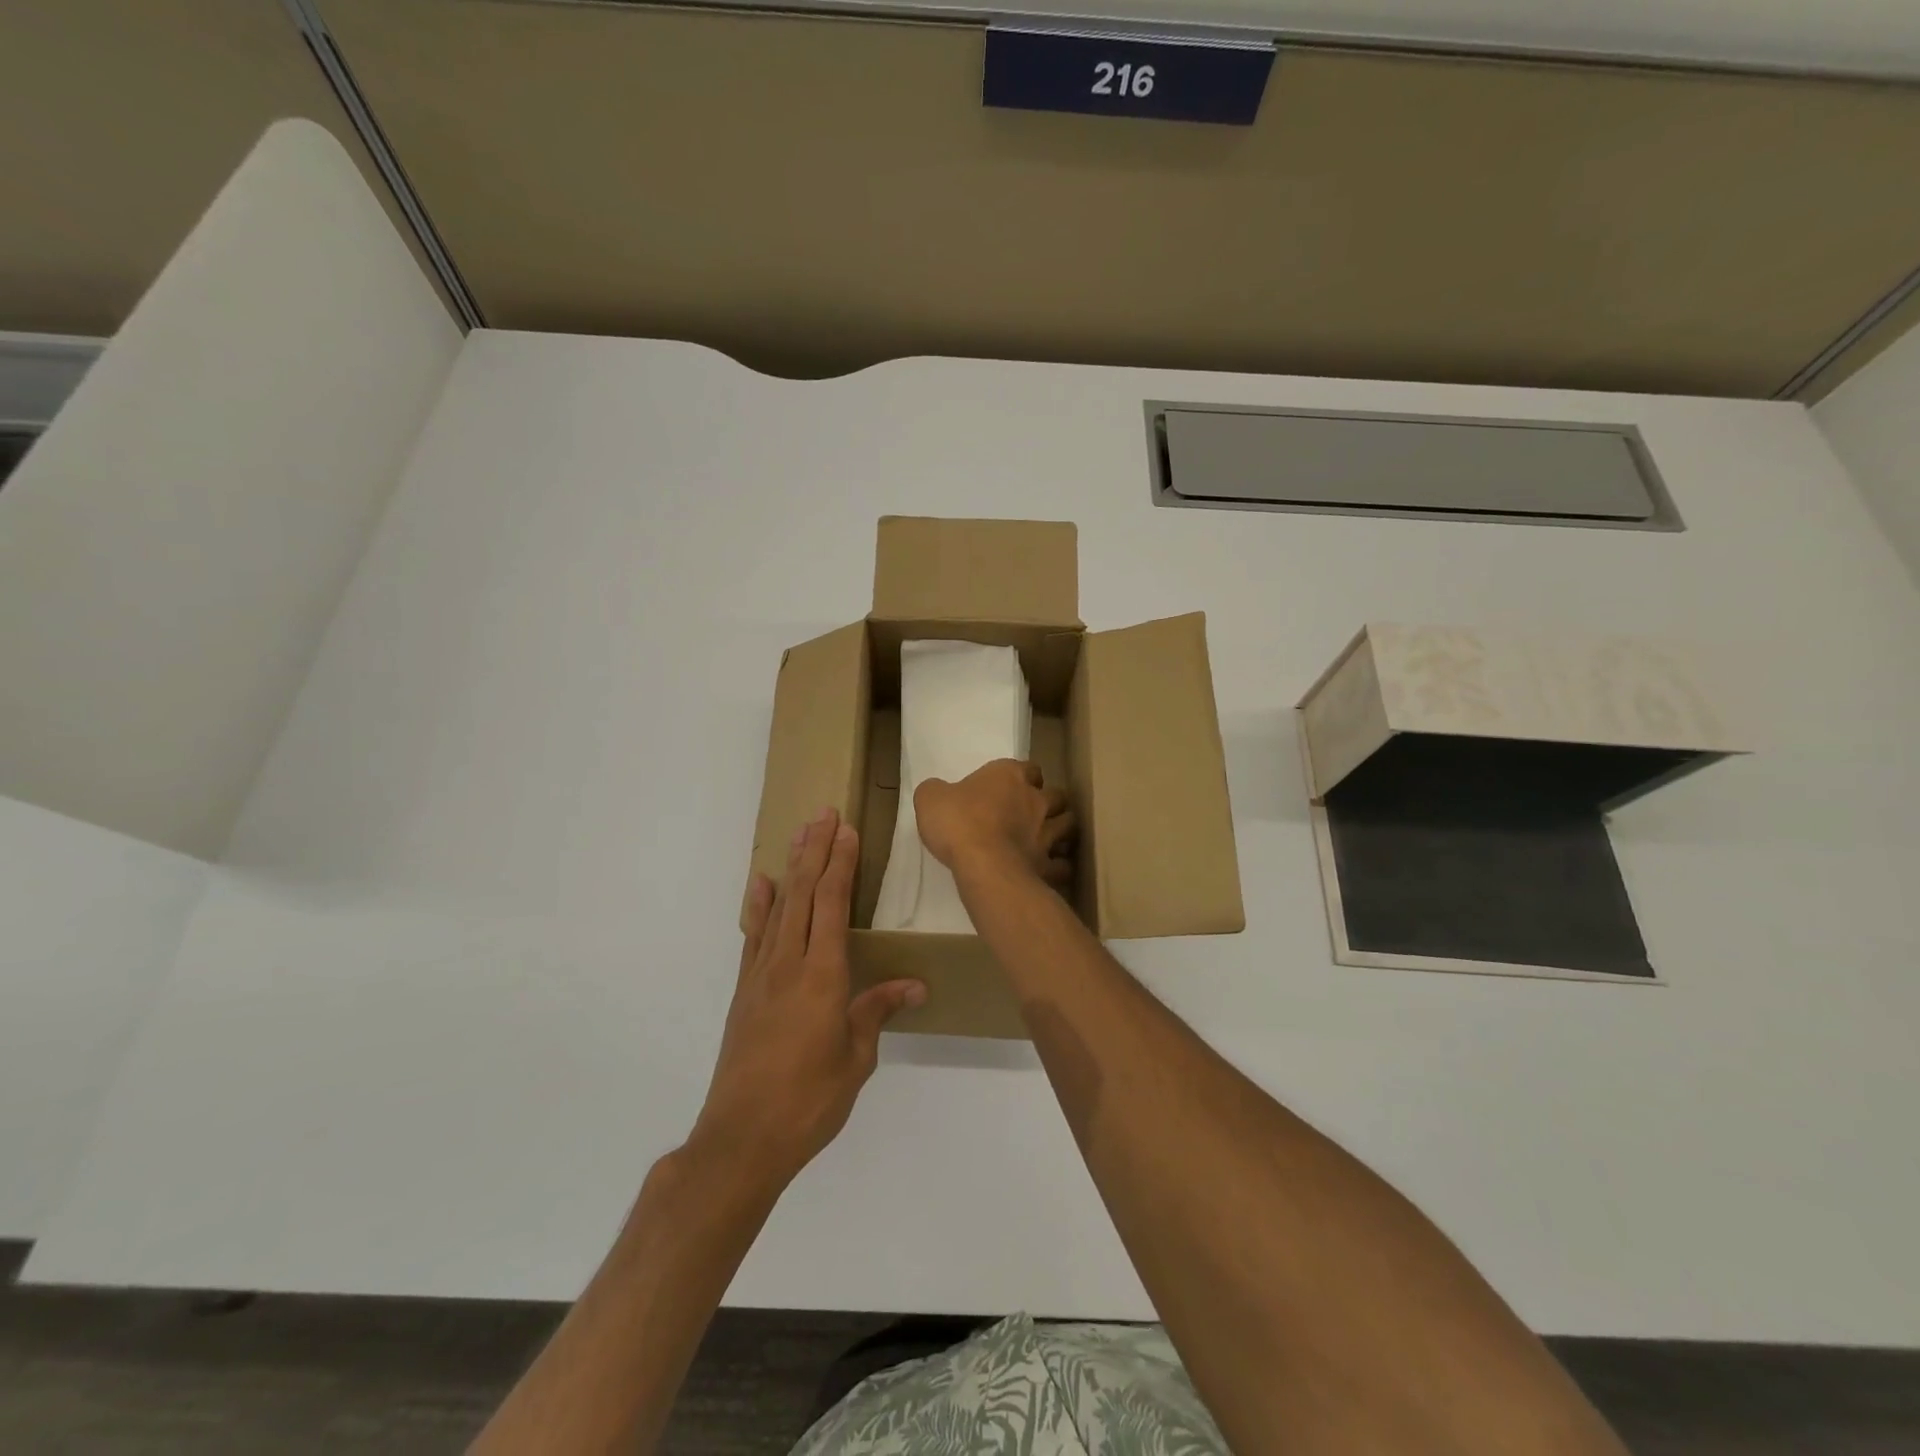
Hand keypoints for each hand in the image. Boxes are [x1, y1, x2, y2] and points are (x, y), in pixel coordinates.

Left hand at [690, 808, 925, 1190]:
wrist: (741, 1138)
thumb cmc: (809, 1101)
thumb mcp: (855, 1058)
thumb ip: (877, 1011)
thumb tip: (914, 985)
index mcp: (822, 976)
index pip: (833, 905)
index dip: (841, 864)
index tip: (847, 830)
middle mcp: (789, 964)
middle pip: (803, 894)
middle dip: (816, 850)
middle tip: (824, 812)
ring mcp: (760, 975)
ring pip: (778, 907)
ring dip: (791, 867)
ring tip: (800, 833)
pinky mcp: (744, 991)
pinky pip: (753, 936)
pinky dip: (758, 906)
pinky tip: (761, 884)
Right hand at [915, 760, 1074, 887]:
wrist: (982, 863)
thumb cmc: (957, 822)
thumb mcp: (930, 798)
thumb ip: (937, 791)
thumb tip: (938, 792)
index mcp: (1009, 776)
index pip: (1029, 768)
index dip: (1024, 777)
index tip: (1013, 787)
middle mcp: (1036, 800)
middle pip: (1057, 796)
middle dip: (1050, 803)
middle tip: (1035, 814)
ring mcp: (1047, 834)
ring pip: (1069, 826)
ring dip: (1062, 831)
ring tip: (1049, 840)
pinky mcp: (1050, 865)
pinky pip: (1063, 865)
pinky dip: (1059, 867)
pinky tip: (1048, 871)